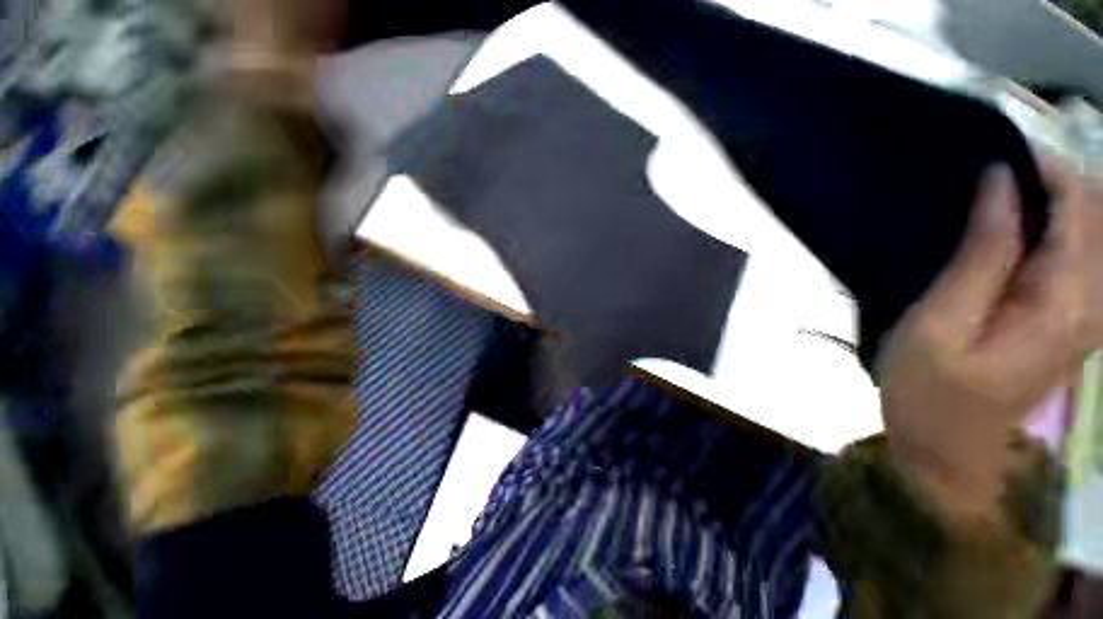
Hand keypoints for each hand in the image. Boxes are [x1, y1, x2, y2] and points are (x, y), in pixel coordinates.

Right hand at [877, 160, 1100, 519]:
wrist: (947, 447)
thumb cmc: (929, 390)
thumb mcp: (940, 324)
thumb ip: (981, 255)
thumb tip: (1000, 183)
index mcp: (1066, 301)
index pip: (1079, 206)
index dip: (1044, 166)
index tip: (994, 147)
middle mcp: (1094, 299)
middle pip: (1096, 211)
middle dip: (1053, 176)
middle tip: (991, 166)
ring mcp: (1087, 310)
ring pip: (1093, 227)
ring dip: (1054, 197)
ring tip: (998, 189)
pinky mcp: (1071, 316)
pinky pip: (1080, 251)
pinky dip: (1055, 224)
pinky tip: (1014, 223)